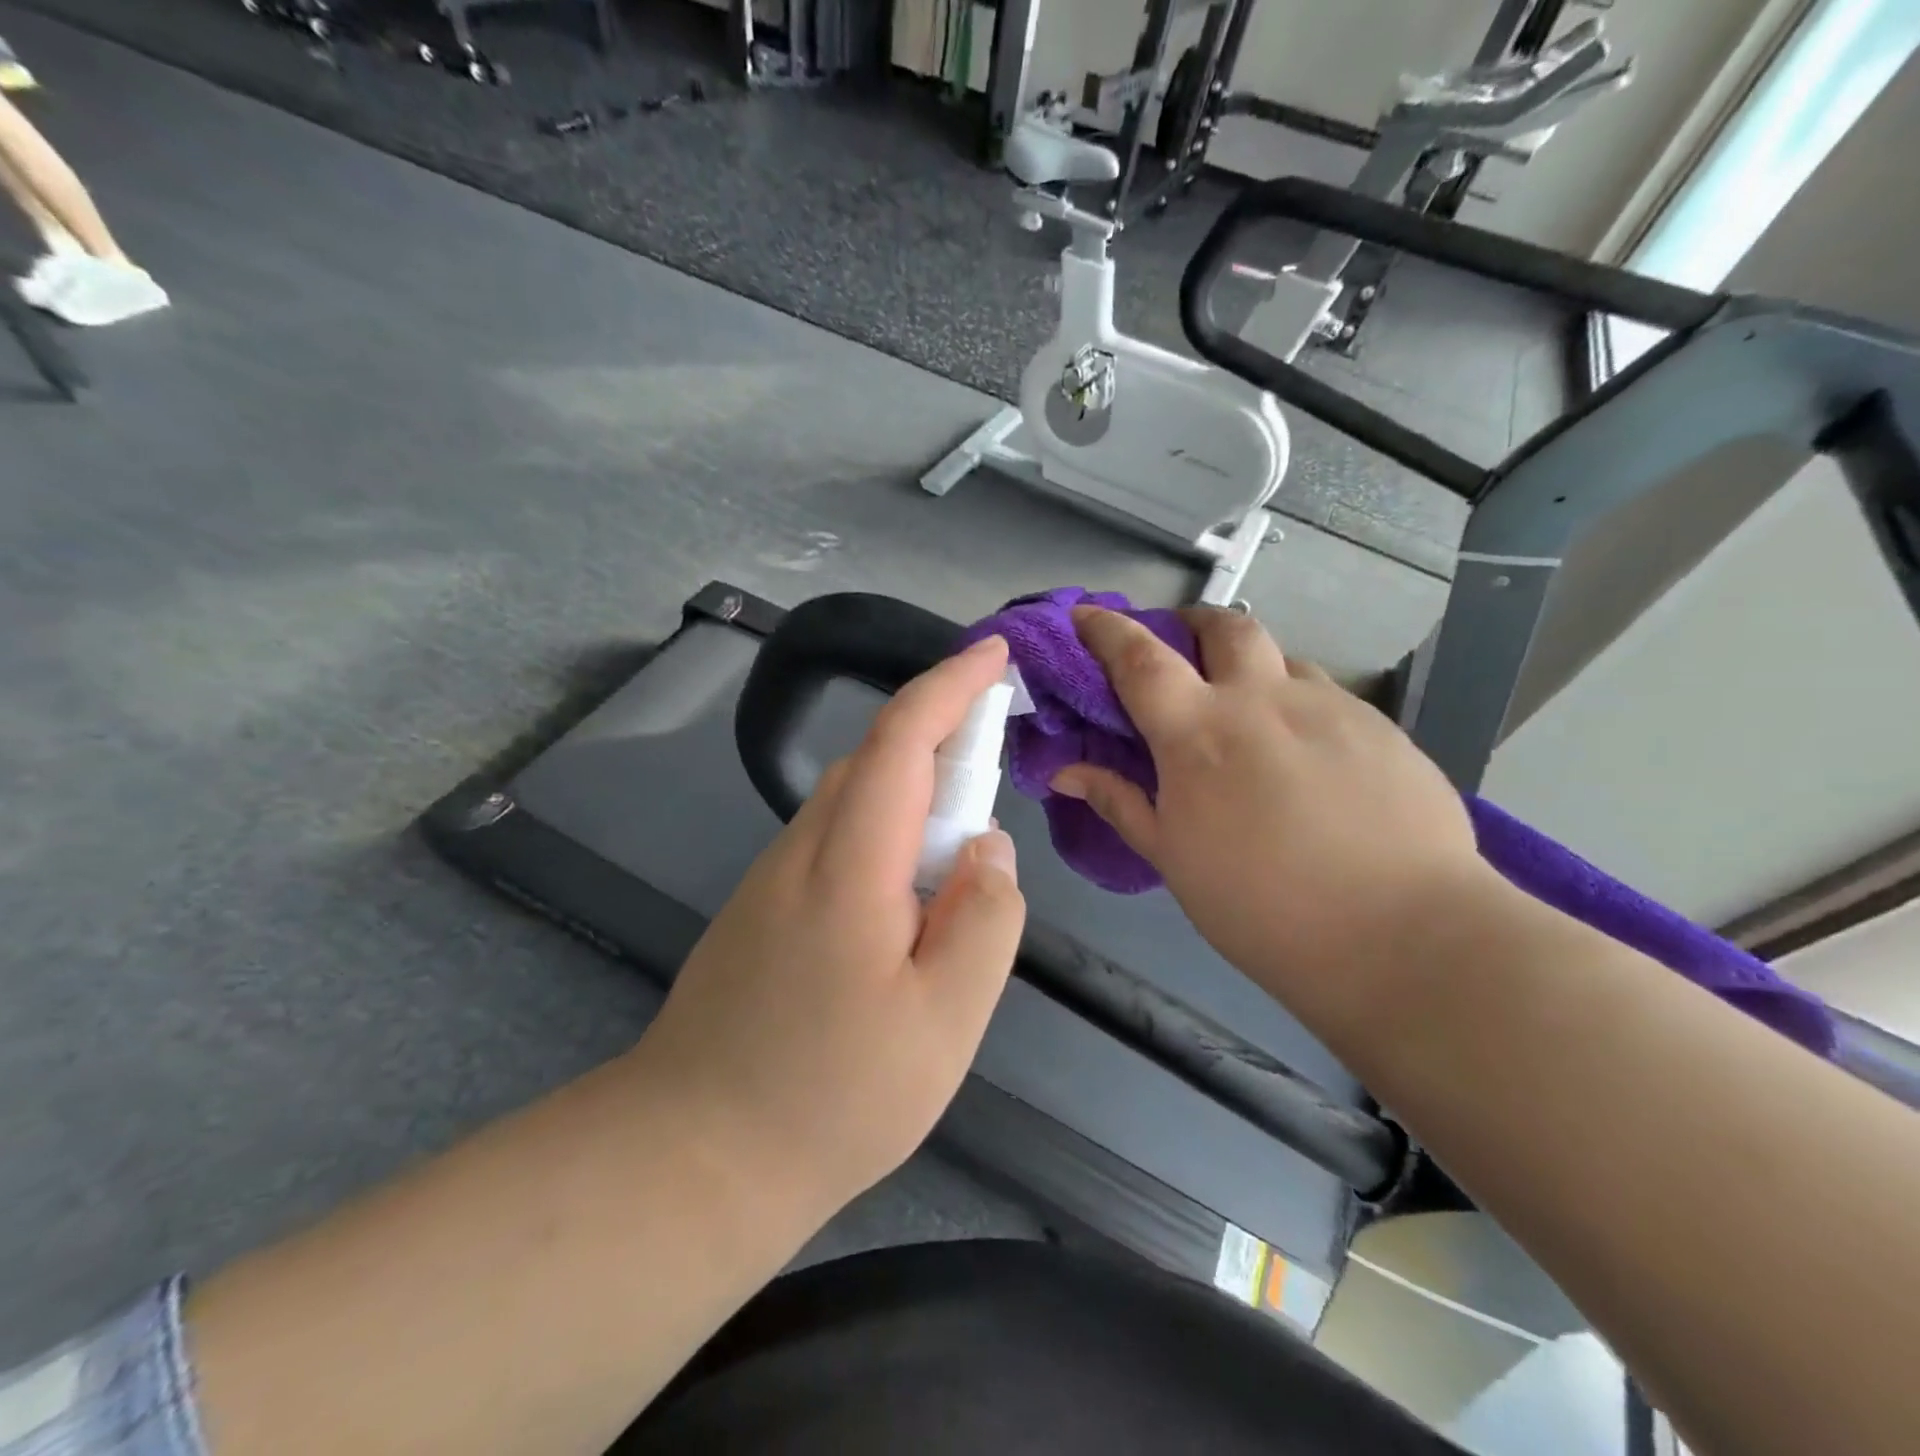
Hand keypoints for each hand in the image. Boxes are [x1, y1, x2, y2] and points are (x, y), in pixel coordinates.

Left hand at [633, 636, 1027, 1219]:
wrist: (691, 1158)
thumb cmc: (832, 1097)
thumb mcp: (945, 1021)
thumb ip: (984, 919)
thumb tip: (987, 848)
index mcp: (848, 865)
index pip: (900, 739)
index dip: (949, 685)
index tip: (993, 654)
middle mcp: (801, 851)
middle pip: (874, 762)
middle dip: (941, 739)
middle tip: (997, 768)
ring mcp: (771, 879)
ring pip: (852, 802)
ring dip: (913, 795)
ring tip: (958, 857)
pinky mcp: (760, 909)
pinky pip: (834, 842)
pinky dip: (883, 837)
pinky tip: (905, 907)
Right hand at [1051, 607, 1485, 1008]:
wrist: (1401, 934)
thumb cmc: (1260, 904)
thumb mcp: (1172, 858)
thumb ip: (1119, 802)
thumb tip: (1064, 772)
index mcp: (1197, 731)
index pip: (1139, 658)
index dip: (1106, 629)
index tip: (1087, 615)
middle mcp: (1262, 699)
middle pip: (1224, 626)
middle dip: (1193, 624)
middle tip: (1181, 648)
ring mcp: (1329, 707)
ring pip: (1281, 658)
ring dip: (1252, 667)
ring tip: (1249, 711)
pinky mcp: (1381, 727)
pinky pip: (1326, 695)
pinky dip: (1297, 704)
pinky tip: (1306, 754)